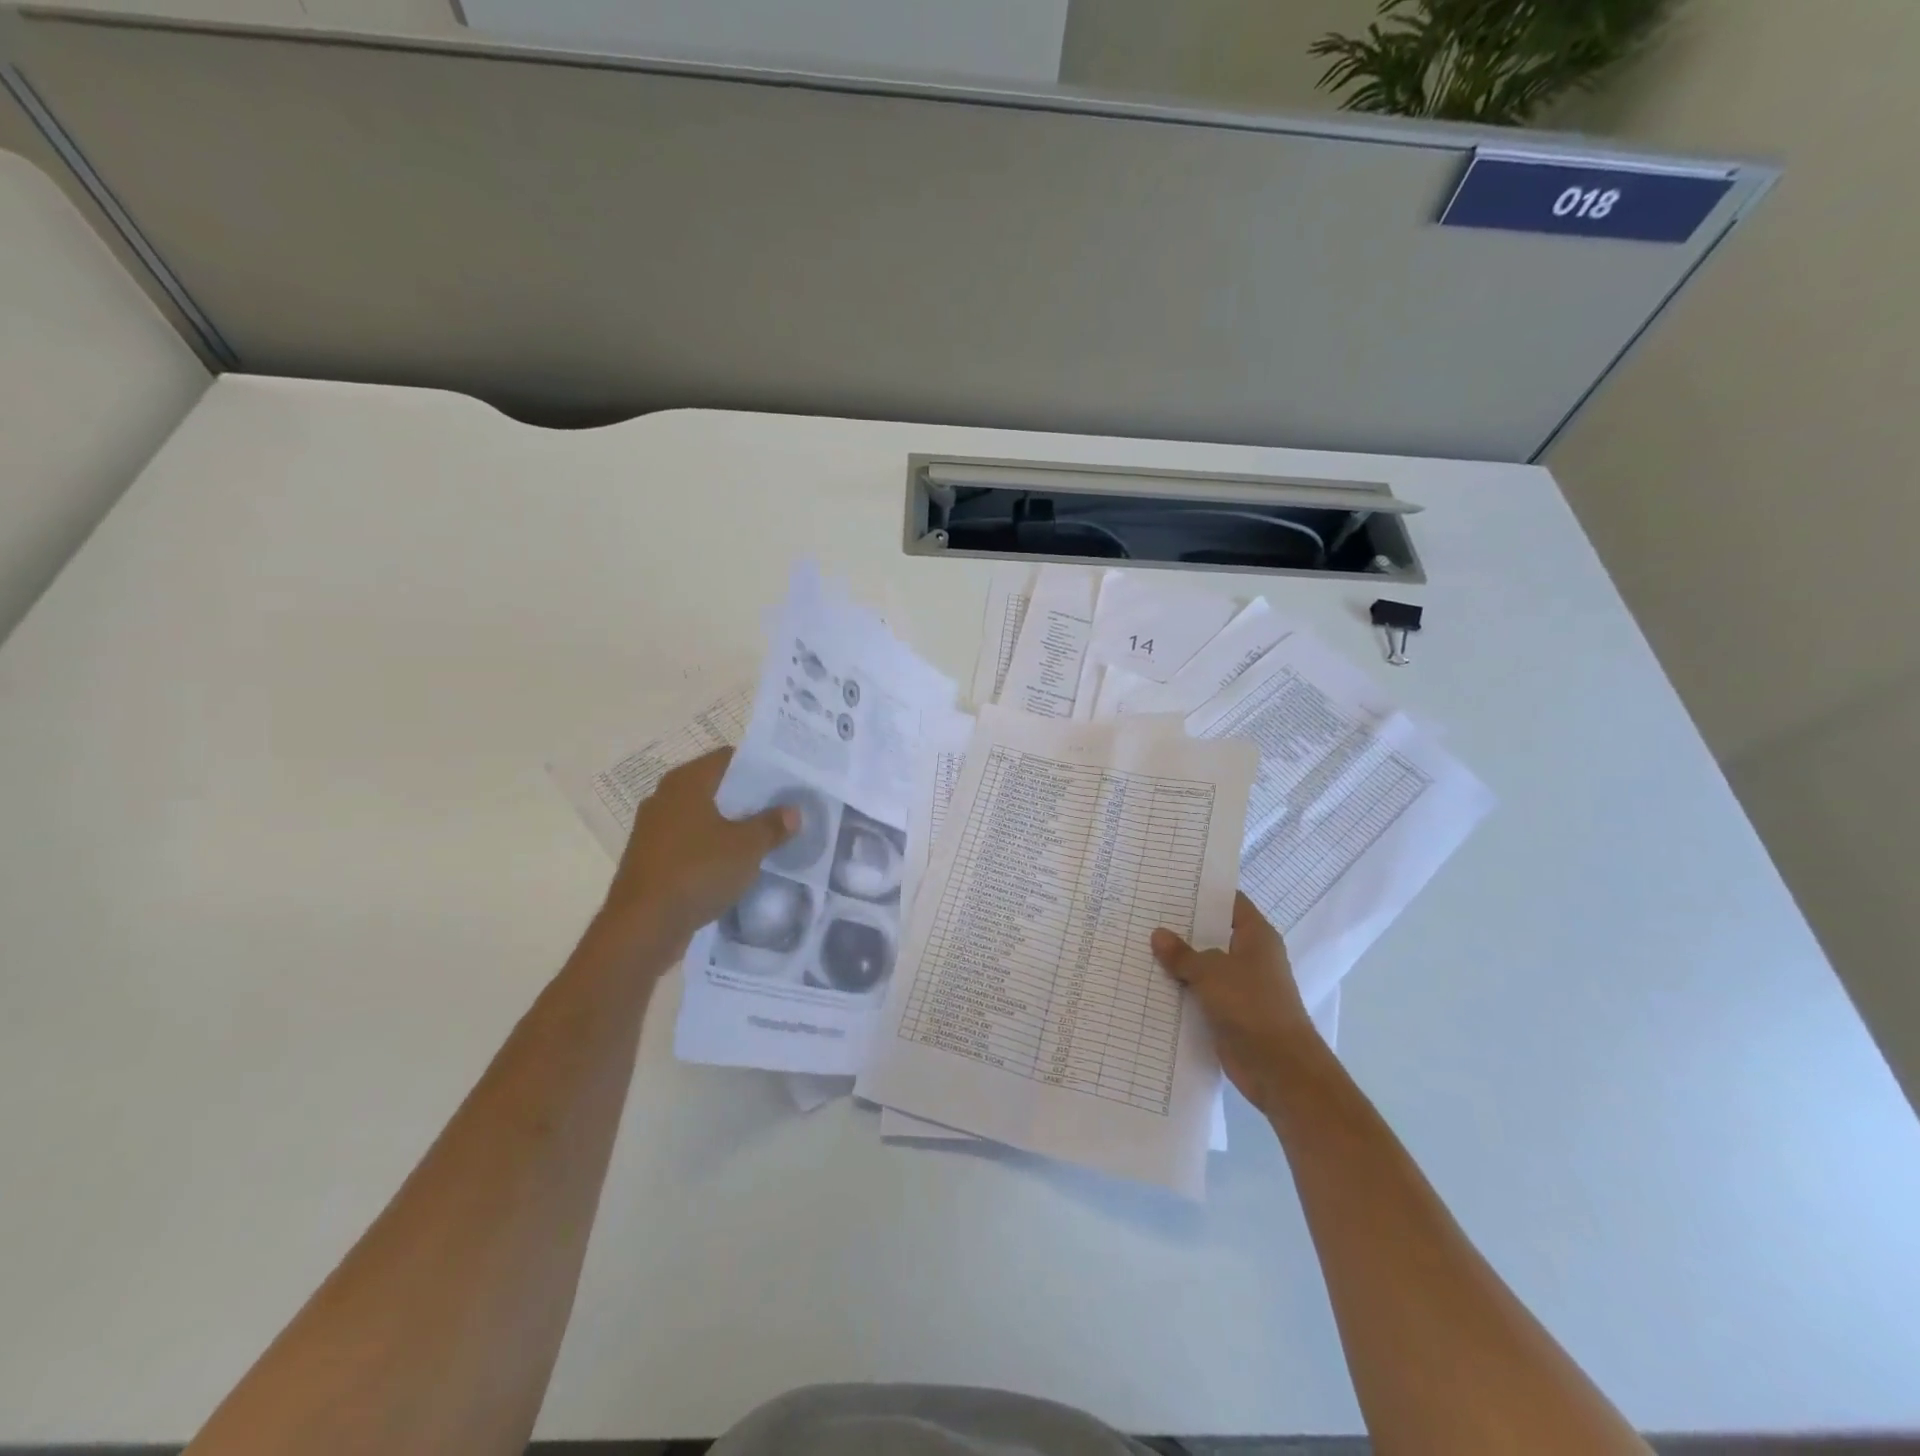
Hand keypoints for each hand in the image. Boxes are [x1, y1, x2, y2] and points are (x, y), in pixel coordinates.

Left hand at [605, 747, 796, 949]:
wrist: (642, 926)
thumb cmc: (697, 871)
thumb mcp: (747, 848)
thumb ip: (772, 825)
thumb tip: (792, 811)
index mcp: (686, 782)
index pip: (728, 757)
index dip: (758, 766)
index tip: (784, 780)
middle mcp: (665, 797)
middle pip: (714, 787)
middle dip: (746, 798)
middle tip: (781, 808)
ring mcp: (653, 829)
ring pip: (701, 817)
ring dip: (728, 825)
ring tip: (762, 837)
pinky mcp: (650, 859)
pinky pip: (689, 843)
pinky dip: (710, 848)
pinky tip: (733, 864)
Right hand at [1151, 893, 1318, 1113]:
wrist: (1278, 1068)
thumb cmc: (1251, 1005)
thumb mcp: (1210, 971)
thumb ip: (1182, 954)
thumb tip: (1158, 935)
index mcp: (1256, 936)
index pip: (1229, 902)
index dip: (1202, 892)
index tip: (1169, 884)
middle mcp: (1250, 957)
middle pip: (1212, 933)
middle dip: (1182, 927)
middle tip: (1144, 912)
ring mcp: (1240, 986)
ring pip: (1203, 965)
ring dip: (1178, 961)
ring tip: (1138, 943)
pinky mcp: (1229, 1012)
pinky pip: (1200, 993)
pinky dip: (1180, 989)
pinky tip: (1150, 981)